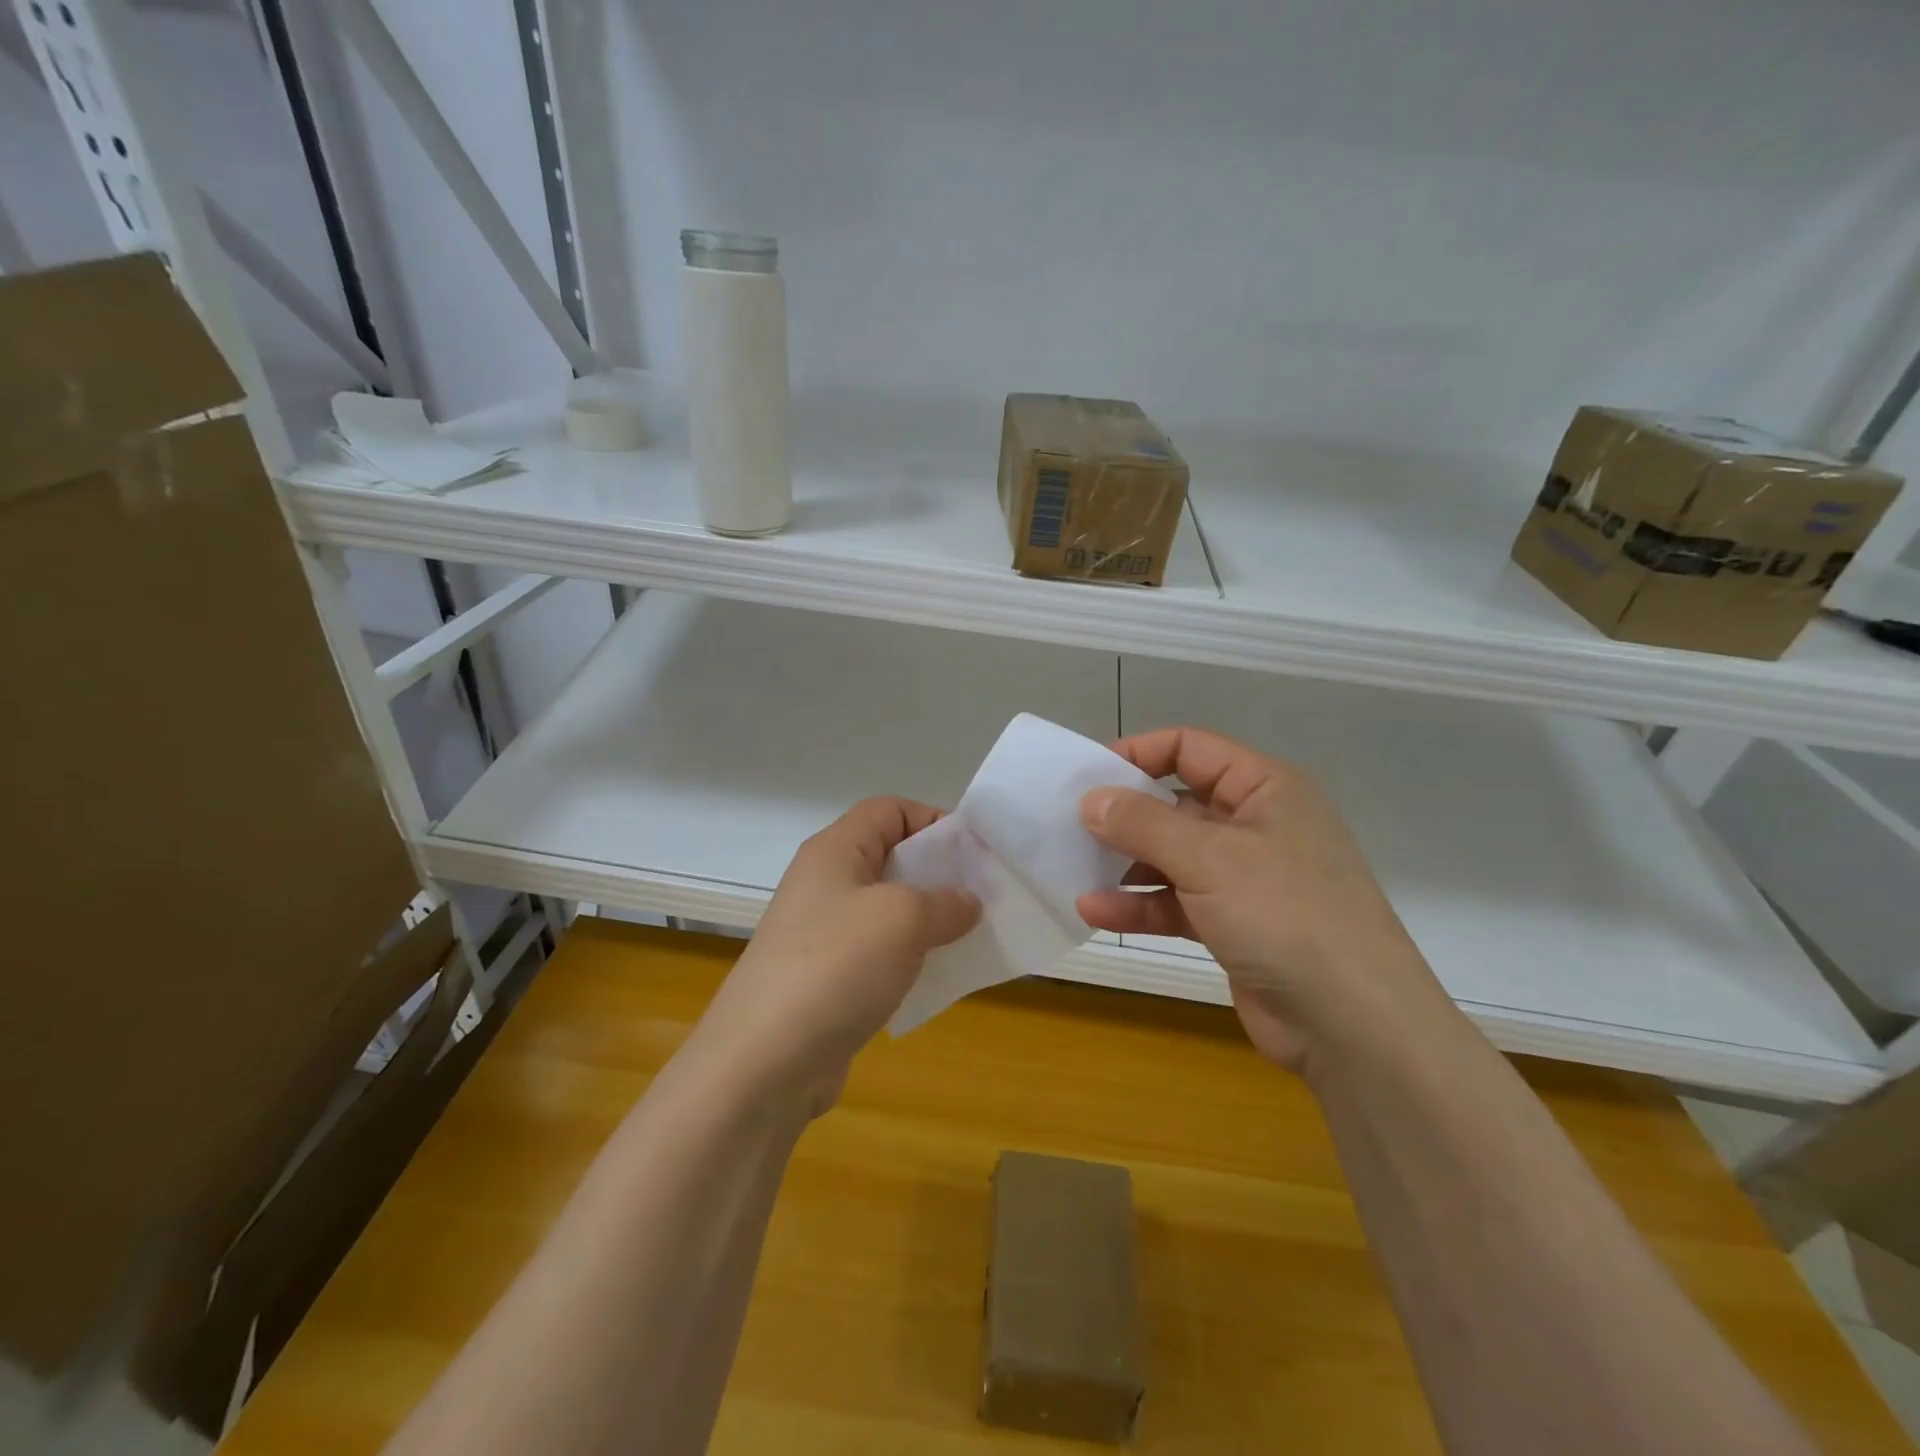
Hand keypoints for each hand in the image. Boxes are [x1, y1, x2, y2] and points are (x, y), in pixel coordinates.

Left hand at [697, 798, 979, 1108]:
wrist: (764, 1062)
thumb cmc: (836, 966)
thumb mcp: (902, 918)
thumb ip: (945, 901)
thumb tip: (967, 903)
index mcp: (835, 851)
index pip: (889, 810)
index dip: (933, 820)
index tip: (974, 853)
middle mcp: (826, 884)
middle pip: (891, 858)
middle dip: (940, 873)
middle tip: (984, 897)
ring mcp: (823, 934)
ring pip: (889, 910)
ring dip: (930, 920)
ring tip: (971, 938)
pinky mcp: (828, 979)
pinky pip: (880, 954)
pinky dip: (912, 959)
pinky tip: (939, 979)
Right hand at [1074, 728, 1445, 1071]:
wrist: (1353, 1025)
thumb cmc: (1286, 915)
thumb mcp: (1209, 857)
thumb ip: (1143, 823)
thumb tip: (1091, 799)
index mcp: (1265, 788)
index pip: (1191, 748)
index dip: (1138, 753)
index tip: (1087, 774)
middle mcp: (1255, 824)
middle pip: (1175, 802)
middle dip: (1124, 814)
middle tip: (1069, 825)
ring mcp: (1244, 877)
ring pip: (1171, 856)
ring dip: (1124, 864)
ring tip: (1073, 870)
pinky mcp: (1233, 924)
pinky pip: (1176, 901)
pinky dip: (1139, 904)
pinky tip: (1095, 911)